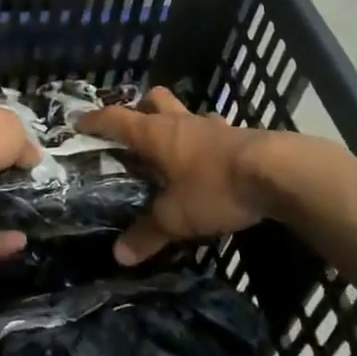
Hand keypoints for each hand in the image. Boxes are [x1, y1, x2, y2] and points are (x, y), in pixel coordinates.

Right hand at [77, 88, 273, 265]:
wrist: (276, 173)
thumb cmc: (215, 187)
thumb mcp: (177, 217)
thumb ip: (147, 233)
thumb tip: (118, 255)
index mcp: (156, 134)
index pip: (117, 119)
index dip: (96, 120)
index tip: (80, 121)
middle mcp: (180, 122)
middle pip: (154, 99)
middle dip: (140, 108)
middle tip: (133, 129)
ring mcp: (211, 126)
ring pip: (185, 113)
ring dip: (175, 124)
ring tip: (171, 148)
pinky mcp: (238, 136)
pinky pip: (212, 130)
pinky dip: (204, 140)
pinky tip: (208, 161)